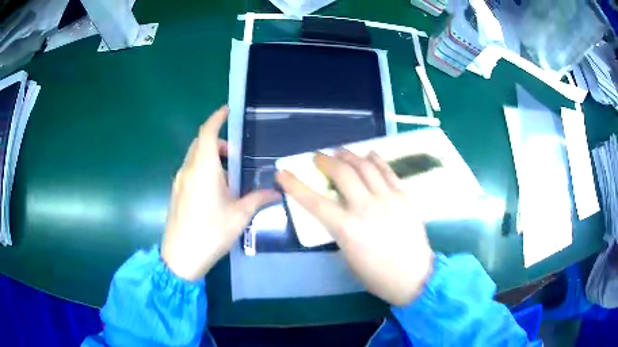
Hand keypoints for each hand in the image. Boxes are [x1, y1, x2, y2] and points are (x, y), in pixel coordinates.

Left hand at [162, 106, 279, 280]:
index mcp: (203, 169)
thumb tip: (276, 192)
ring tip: (228, 176)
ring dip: (210, 157)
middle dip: (217, 141)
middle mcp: (188, 170)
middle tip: (235, 153)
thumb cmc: (211, 232)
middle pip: (200, 143)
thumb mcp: (239, 216)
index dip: (216, 118)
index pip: (207, 133)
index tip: (227, 110)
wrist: (181, 257)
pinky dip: (202, 169)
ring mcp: (179, 182)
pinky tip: (214, 191)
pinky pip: (190, 171)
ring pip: (194, 158)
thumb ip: (257, 199)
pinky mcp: (176, 193)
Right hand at [276, 150, 433, 305]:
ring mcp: (388, 198)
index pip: (314, 201)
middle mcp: (366, 207)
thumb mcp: (349, 256)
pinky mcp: (405, 196)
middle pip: (342, 173)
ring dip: (349, 155)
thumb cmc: (377, 275)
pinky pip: (388, 171)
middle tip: (318, 157)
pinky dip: (375, 159)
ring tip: (340, 151)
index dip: (294, 185)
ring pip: (365, 166)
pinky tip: (368, 154)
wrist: (414, 276)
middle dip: (325, 160)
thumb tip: (337, 211)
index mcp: (347, 229)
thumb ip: (340, 229)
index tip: (282, 173)